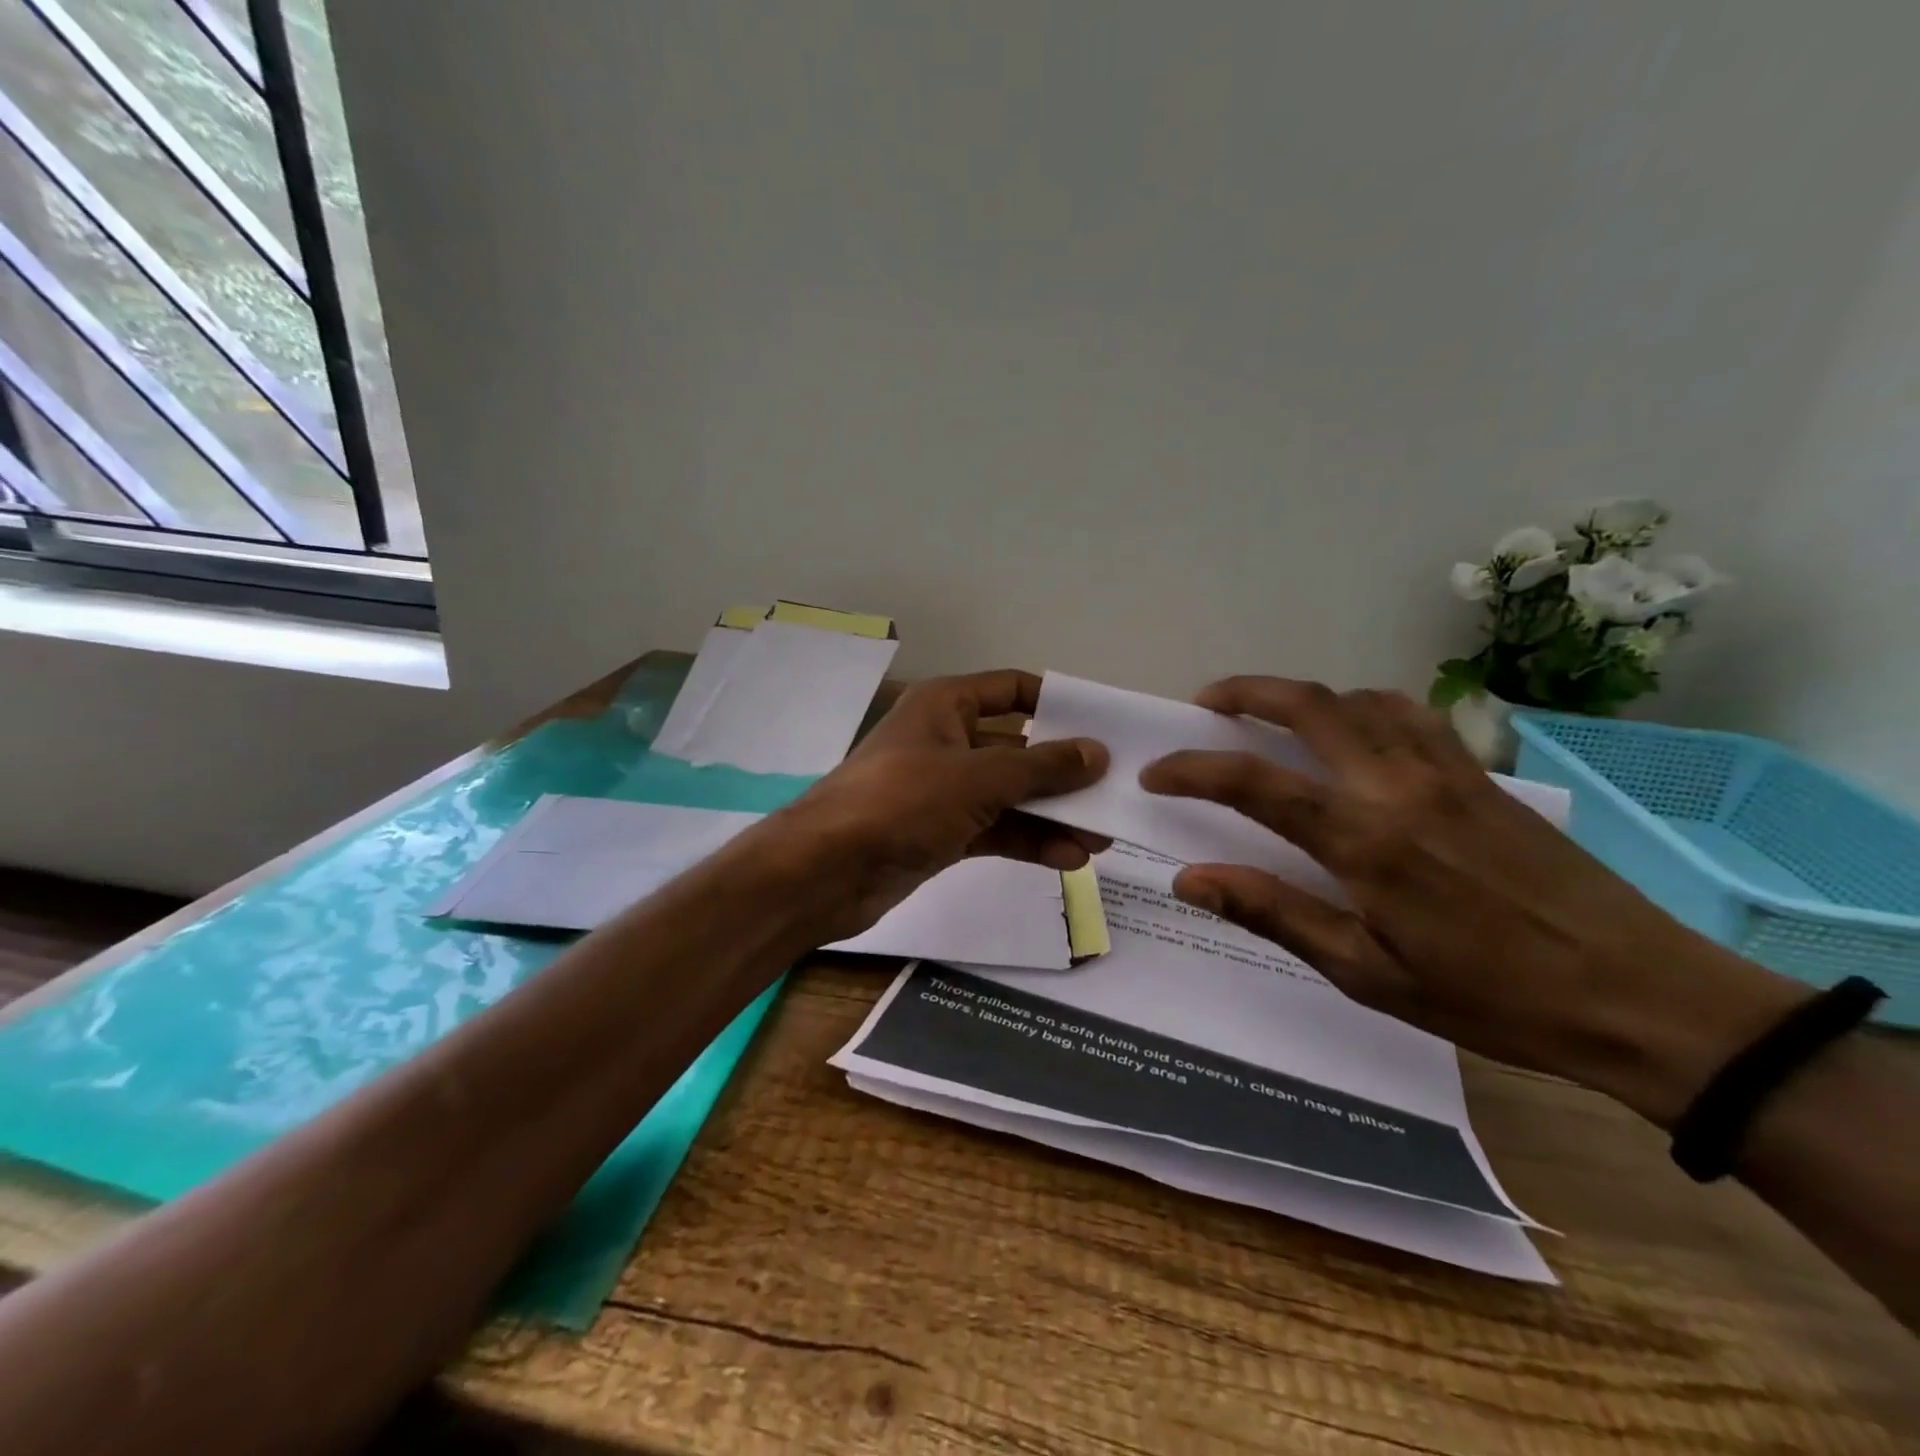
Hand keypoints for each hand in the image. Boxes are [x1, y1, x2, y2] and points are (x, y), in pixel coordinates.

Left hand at [761, 669, 1109, 944]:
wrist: (825, 871)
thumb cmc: (900, 802)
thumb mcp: (978, 778)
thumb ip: (1041, 767)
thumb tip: (1097, 752)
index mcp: (946, 706)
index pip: (1012, 690)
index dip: (1057, 704)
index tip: (1103, 728)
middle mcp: (946, 741)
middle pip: (1018, 748)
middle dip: (1063, 774)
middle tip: (1114, 795)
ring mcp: (942, 790)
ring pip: (1009, 795)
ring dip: (1052, 816)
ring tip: (1102, 839)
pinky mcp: (940, 832)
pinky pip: (994, 829)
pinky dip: (1027, 841)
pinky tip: (1067, 859)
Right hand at [1140, 677, 1806, 1125]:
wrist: (1638, 996)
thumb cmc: (1489, 998)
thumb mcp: (1367, 974)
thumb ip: (1273, 913)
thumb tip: (1189, 879)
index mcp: (1363, 840)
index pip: (1252, 782)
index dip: (1191, 769)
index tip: (1155, 775)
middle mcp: (1397, 786)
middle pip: (1306, 706)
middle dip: (1243, 693)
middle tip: (1204, 704)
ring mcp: (1445, 771)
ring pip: (1357, 699)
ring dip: (1301, 696)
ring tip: (1268, 714)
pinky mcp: (1481, 774)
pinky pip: (1410, 713)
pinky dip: (1363, 705)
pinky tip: (1354, 730)